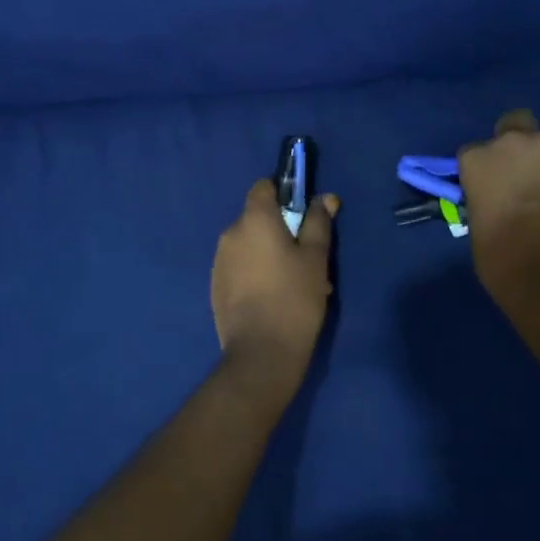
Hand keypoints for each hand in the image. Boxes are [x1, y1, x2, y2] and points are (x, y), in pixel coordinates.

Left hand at [210, 179, 339, 401]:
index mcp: (254, 219)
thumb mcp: (316, 258)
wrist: (261, 353)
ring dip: (269, 253)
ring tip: (294, 283)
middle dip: (280, 230)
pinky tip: (274, 298)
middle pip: (257, 218)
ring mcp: (219, 260)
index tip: (301, 213)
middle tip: (306, 257)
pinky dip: (255, 272)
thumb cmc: (295, 298)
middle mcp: (230, 233)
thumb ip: (318, 223)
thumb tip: (324, 198)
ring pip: (249, 245)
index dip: (282, 194)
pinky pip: (239, 267)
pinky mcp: (215, 285)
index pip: (263, 187)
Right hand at [456, 110, 539, 287]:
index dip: (486, 170)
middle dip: (520, 147)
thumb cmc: (506, 261)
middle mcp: (516, 141)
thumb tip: (501, 202)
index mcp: (479, 159)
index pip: (475, 153)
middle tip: (529, 177)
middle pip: (515, 125)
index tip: (494, 189)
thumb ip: (488, 200)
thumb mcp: (480, 226)